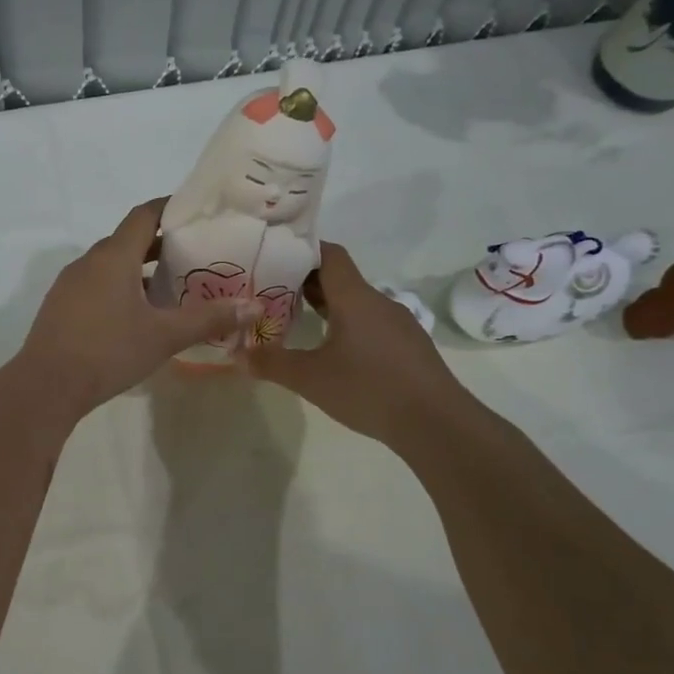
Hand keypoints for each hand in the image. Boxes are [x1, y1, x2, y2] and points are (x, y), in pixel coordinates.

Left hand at [14, 199, 256, 421]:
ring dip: (140, 270)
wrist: (46, 387)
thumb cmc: (108, 351)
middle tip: (195, 254)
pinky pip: (96, 286)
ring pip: (111, 266)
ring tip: (172, 287)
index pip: (144, 215)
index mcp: (113, 256)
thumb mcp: (164, 336)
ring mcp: (70, 285)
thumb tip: (254, 307)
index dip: (170, 208)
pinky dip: (120, 289)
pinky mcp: (61, 307)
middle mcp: (89, 262)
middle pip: (128, 240)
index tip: (197, 212)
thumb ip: (208, 318)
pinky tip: (138, 315)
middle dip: (161, 244)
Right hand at [243, 242, 470, 448]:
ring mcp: (398, 323)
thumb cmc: (368, 389)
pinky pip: (372, 324)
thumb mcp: (310, 378)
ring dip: (328, 307)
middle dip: (307, 282)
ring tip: (298, 322)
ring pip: (357, 303)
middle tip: (273, 293)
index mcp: (355, 298)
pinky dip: (348, 327)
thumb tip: (237, 354)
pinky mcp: (409, 346)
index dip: (302, 251)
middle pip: (341, 279)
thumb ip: (271, 363)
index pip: (329, 255)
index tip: (274, 258)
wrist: (435, 422)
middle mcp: (378, 301)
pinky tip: (335, 352)